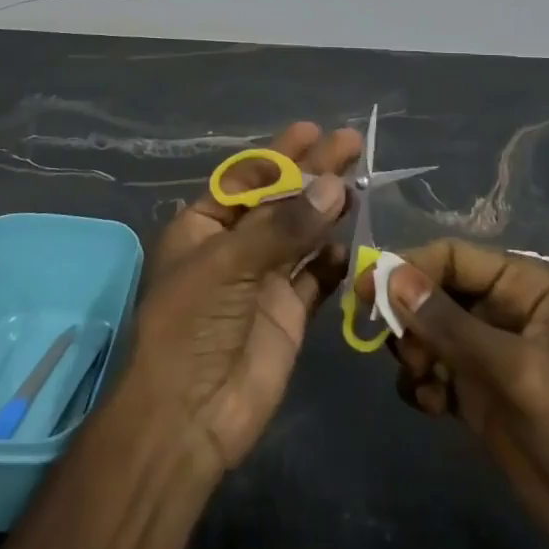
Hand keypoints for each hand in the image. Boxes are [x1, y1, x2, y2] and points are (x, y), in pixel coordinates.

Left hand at [126, 121, 359, 473]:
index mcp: (202, 226)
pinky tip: (352, 243)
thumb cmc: (192, 324)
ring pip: (301, 233)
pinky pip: (316, 277)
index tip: (313, 131)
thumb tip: (334, 185)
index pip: (245, 178)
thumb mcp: (229, 263)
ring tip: (361, 182)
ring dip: (327, 209)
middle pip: (279, 200)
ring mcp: (262, 280)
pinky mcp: (288, 314)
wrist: (188, 417)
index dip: (278, 155)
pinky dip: (333, 260)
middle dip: (312, 172)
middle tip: (351, 142)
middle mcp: (233, 246)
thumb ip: (283, 225)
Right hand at [372, 241, 548, 548]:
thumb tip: (390, 276)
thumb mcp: (517, 371)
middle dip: (409, 316)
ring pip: (427, 330)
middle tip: (401, 351)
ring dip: (414, 352)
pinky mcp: (480, 391)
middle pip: (434, 291)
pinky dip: (422, 383)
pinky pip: (433, 369)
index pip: (452, 257)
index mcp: (525, 284)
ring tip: (423, 383)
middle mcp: (504, 308)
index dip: (407, 268)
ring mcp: (490, 351)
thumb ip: (451, 324)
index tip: (365, 292)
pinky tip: (432, 407)